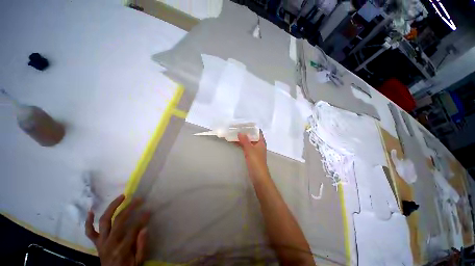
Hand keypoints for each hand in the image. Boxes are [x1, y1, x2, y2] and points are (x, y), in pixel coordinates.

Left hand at [85, 195, 150, 265]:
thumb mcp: (139, 261)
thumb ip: (142, 246)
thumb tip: (145, 228)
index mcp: (121, 249)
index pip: (133, 229)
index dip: (142, 219)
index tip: (149, 210)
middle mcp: (109, 243)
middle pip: (117, 221)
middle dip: (129, 208)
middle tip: (138, 199)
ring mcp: (101, 242)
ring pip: (103, 221)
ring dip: (111, 207)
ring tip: (121, 197)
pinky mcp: (96, 243)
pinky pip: (89, 231)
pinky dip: (88, 221)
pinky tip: (91, 211)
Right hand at [237, 130, 268, 181]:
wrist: (258, 176)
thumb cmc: (256, 162)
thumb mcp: (250, 150)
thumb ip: (245, 141)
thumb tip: (240, 132)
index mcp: (261, 142)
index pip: (257, 131)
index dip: (252, 127)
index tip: (244, 124)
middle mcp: (259, 145)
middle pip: (252, 136)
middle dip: (245, 132)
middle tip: (237, 128)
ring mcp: (255, 150)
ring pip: (248, 141)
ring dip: (242, 138)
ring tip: (234, 133)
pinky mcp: (251, 155)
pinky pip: (246, 147)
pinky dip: (241, 144)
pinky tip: (235, 142)